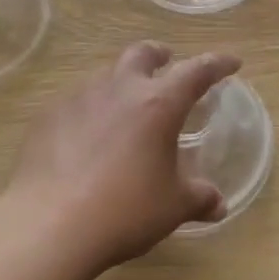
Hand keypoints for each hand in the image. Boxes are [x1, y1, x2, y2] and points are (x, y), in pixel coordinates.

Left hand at [7, 42, 240, 277]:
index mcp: (159, 103)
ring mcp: (80, 98)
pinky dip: (90, 108)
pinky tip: (86, 135)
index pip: (197, 71)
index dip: (218, 63)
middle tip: (166, 64)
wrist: (47, 226)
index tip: (231, 62)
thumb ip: (199, 198)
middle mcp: (121, 88)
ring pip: (106, 74)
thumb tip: (219, 204)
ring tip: (125, 105)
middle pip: (142, 53)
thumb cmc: (124, 211)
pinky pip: (76, 101)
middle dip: (159, 54)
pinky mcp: (48, 116)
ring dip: (122, 81)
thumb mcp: (172, 207)